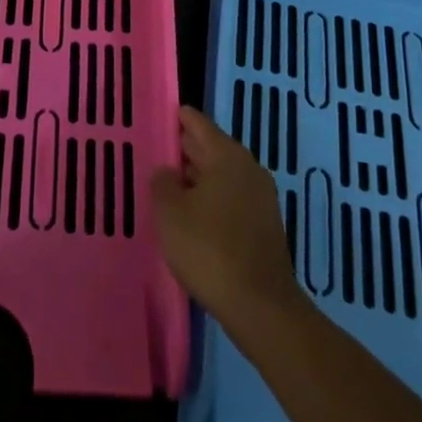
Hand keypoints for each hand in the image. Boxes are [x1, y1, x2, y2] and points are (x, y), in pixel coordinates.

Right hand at [151, 107, 307, 334]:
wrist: (260, 307)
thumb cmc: (209, 249)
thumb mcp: (170, 213)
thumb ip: (163, 183)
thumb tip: (168, 171)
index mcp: (228, 156)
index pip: (199, 124)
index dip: (179, 118)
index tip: (162, 114)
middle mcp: (249, 170)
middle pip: (212, 149)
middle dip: (186, 150)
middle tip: (158, 150)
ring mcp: (261, 199)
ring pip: (222, 177)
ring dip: (197, 179)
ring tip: (168, 186)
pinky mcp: (264, 227)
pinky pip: (231, 200)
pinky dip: (211, 200)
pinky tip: (192, 217)